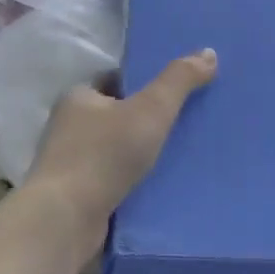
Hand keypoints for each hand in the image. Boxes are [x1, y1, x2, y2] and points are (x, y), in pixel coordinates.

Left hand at [27, 49, 218, 237]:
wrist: (66, 220)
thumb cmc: (104, 155)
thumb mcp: (151, 109)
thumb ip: (179, 80)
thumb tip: (209, 53)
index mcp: (79, 98)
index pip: (116, 80)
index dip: (146, 82)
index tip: (179, 89)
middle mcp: (70, 127)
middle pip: (119, 115)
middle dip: (150, 119)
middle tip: (190, 121)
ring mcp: (73, 164)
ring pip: (119, 150)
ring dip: (146, 153)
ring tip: (186, 154)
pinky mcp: (80, 195)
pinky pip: (117, 179)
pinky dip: (138, 180)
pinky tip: (165, 184)